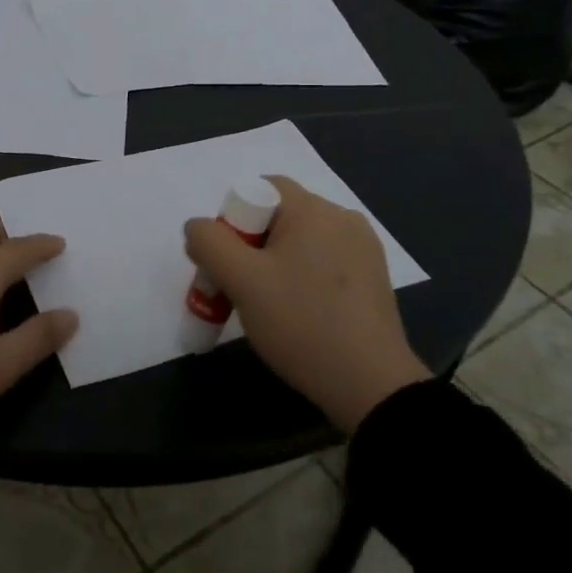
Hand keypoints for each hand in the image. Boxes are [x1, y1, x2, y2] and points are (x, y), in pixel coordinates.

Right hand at [184, 176, 427, 432]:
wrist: (370, 384)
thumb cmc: (301, 323)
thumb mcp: (242, 282)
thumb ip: (209, 244)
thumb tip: (198, 227)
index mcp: (314, 209)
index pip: (262, 189)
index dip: (234, 219)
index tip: (227, 262)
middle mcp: (343, 218)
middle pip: (280, 217)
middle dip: (251, 247)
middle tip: (238, 289)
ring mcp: (364, 249)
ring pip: (301, 243)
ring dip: (275, 265)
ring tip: (266, 307)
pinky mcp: (373, 278)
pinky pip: (325, 263)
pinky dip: (303, 279)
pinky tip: (299, 315)